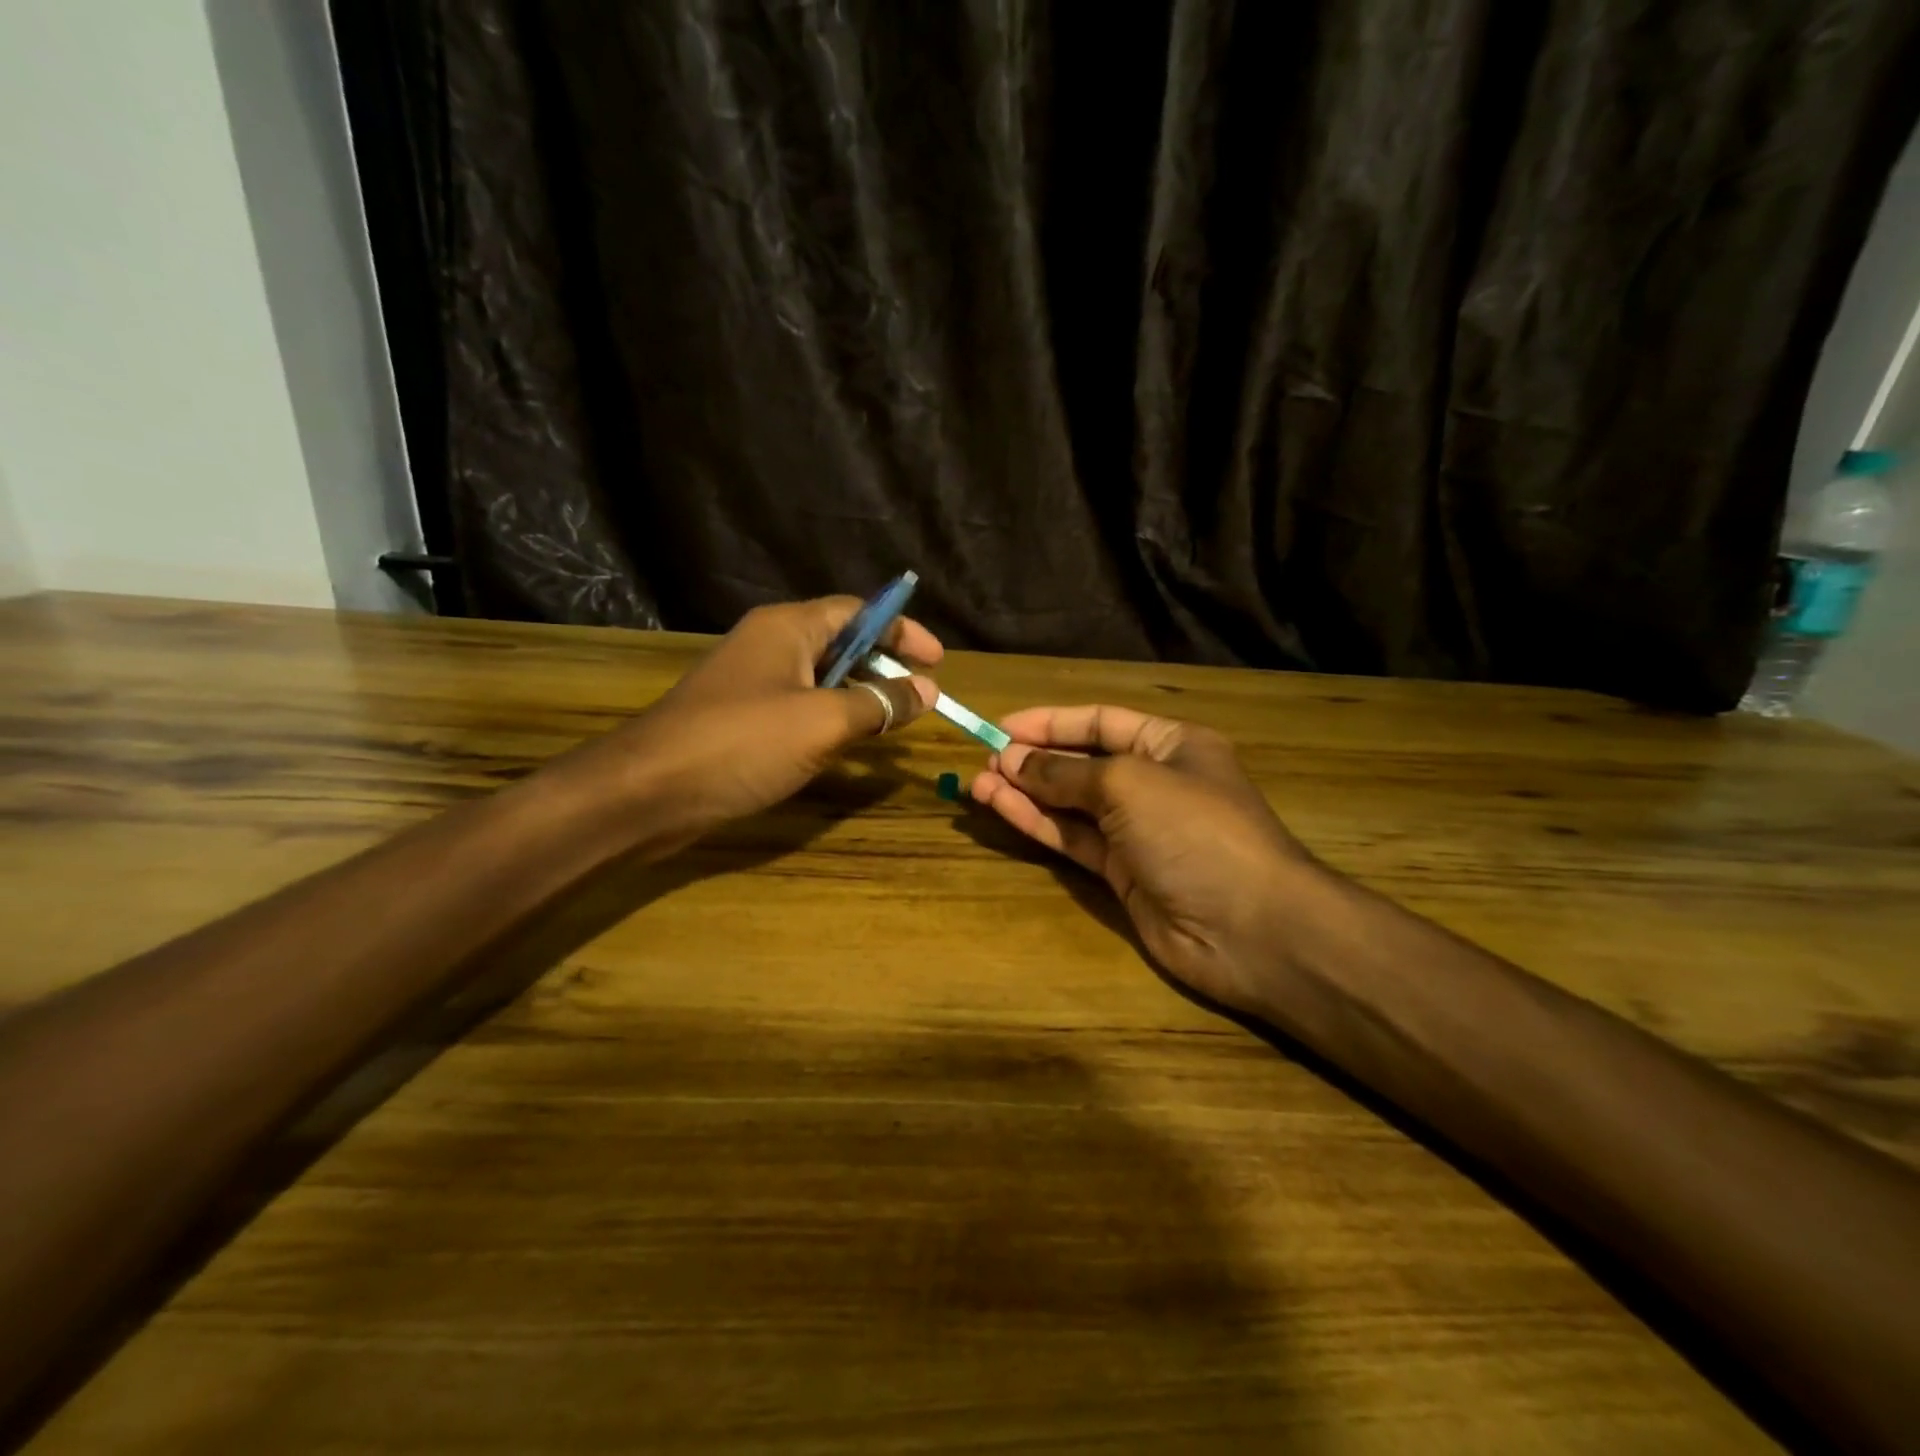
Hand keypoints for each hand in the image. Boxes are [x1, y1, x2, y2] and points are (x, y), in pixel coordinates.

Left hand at [605, 597, 940, 849]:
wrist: (649, 792)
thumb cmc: (742, 743)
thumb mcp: (823, 722)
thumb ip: (879, 703)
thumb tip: (926, 690)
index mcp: (788, 627)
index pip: (858, 612)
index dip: (902, 631)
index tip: (938, 662)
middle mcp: (770, 644)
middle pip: (841, 642)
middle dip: (884, 665)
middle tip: (920, 695)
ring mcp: (752, 682)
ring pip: (821, 678)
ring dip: (859, 695)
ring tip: (894, 722)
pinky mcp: (741, 718)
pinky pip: (799, 706)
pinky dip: (830, 719)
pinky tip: (847, 746)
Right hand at [970, 705, 1320, 1018]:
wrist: (1250, 928)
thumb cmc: (1194, 831)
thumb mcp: (1128, 784)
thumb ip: (1066, 772)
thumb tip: (1013, 761)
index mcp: (1170, 745)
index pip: (1101, 722)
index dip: (1051, 723)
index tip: (1002, 727)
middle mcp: (1153, 782)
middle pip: (1082, 762)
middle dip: (1033, 759)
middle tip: (983, 760)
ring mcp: (1137, 831)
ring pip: (1071, 804)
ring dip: (1026, 792)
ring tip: (977, 784)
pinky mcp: (1122, 872)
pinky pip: (1072, 839)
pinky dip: (1038, 823)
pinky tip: (1001, 808)